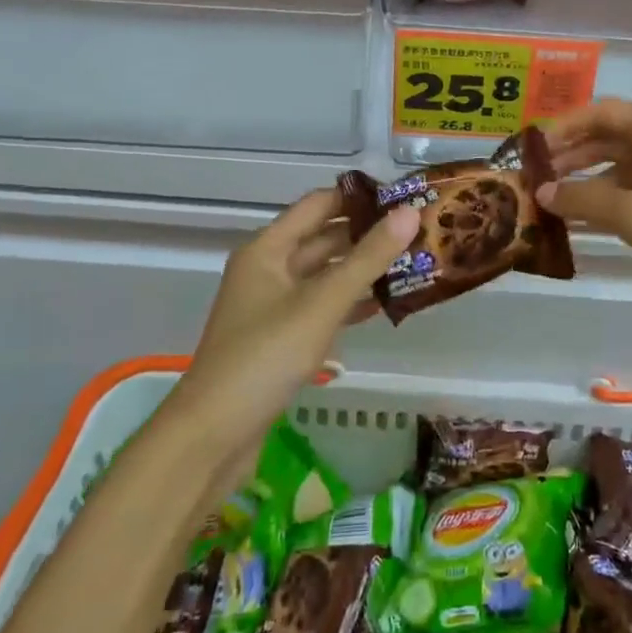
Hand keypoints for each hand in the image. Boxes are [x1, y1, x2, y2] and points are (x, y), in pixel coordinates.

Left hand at [166, 188, 418, 459]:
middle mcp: (268, 268)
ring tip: (411, 263)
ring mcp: (272, 304)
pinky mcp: (279, 337)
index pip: (319, 204)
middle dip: (367, 234)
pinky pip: (320, 306)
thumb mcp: (321, 303)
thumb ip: (367, 258)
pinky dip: (349, 302)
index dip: (359, 198)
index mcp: (268, 248)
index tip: (403, 197)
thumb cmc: (265, 357)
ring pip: (324, 274)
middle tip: (418, 232)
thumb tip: (410, 212)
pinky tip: (384, 305)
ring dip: (362, 269)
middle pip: (323, 238)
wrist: (213, 435)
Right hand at [536, 100, 631, 357]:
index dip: (562, 126)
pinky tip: (588, 220)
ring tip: (552, 201)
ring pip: (621, 165)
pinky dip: (610, 199)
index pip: (600, 112)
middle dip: (570, 154)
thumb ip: (585, 200)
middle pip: (609, 136)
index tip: (530, 150)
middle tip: (534, 178)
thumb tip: (542, 190)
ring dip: (587, 179)